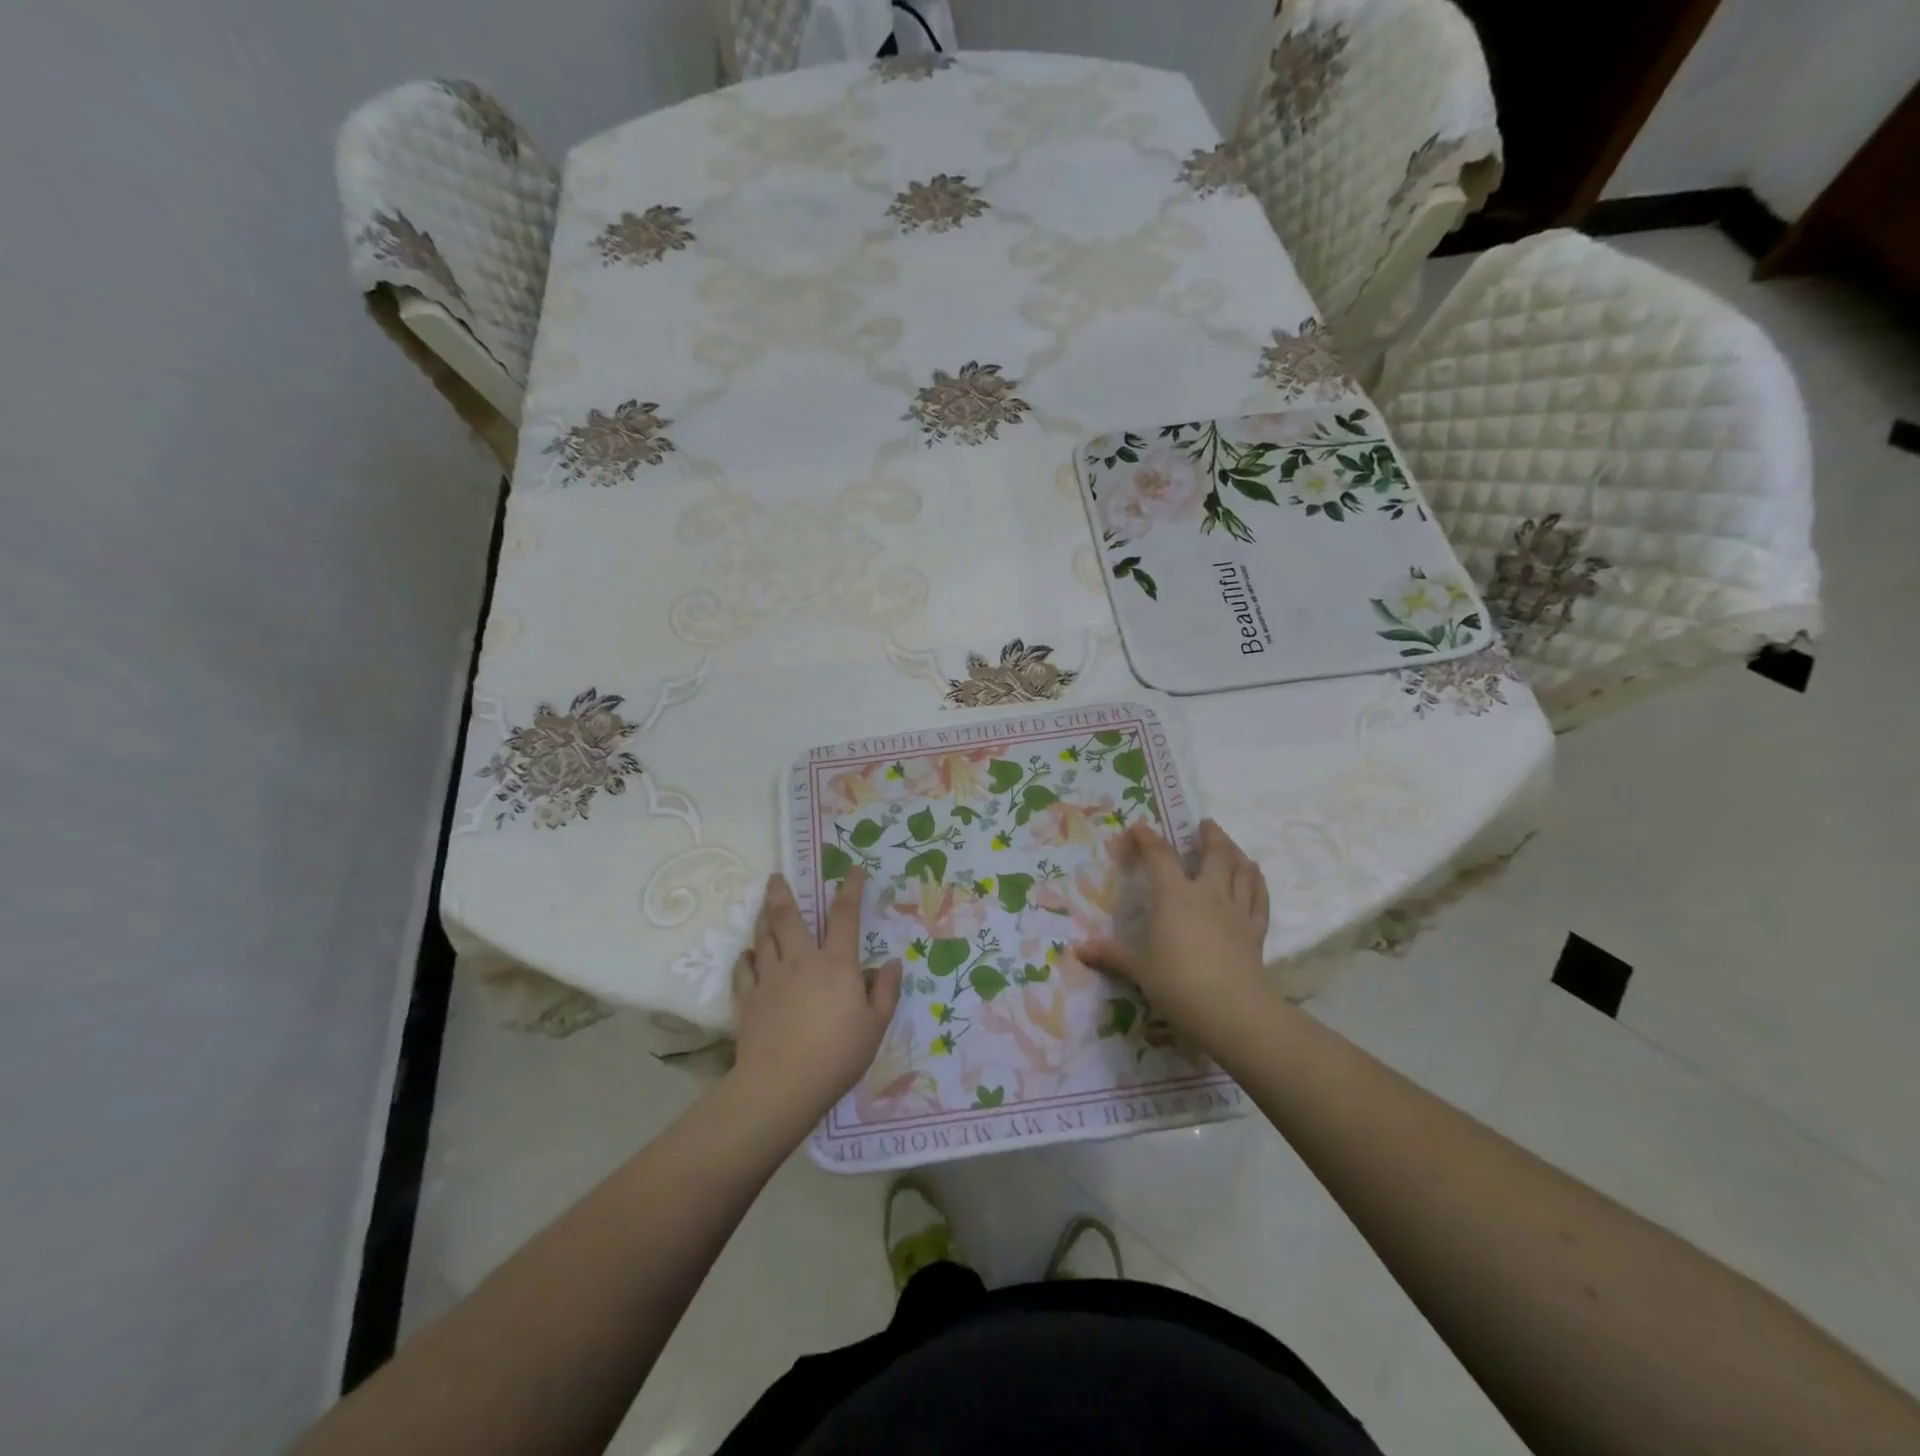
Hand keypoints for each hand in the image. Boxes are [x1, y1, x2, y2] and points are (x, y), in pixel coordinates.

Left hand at [730, 870, 902, 1119]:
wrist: (782, 1084)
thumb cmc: (837, 1055)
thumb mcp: (875, 1026)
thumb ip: (885, 991)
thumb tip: (890, 962)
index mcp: (836, 963)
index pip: (845, 916)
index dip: (850, 889)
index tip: (852, 870)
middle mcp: (801, 960)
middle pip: (788, 917)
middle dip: (781, 893)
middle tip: (775, 877)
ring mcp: (770, 977)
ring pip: (763, 938)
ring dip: (763, 920)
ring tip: (763, 908)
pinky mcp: (748, 999)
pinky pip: (743, 969)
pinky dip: (745, 958)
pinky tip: (747, 955)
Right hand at [1075, 819, 1271, 1053]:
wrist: (1233, 1011)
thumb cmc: (1178, 984)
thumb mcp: (1138, 969)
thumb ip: (1111, 955)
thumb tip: (1078, 950)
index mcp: (1174, 896)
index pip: (1159, 856)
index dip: (1148, 839)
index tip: (1140, 828)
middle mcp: (1208, 894)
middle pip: (1215, 854)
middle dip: (1210, 835)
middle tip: (1205, 824)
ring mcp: (1236, 911)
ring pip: (1242, 871)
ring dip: (1236, 852)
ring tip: (1231, 846)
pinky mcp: (1256, 931)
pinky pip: (1260, 898)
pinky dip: (1257, 883)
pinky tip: (1255, 878)